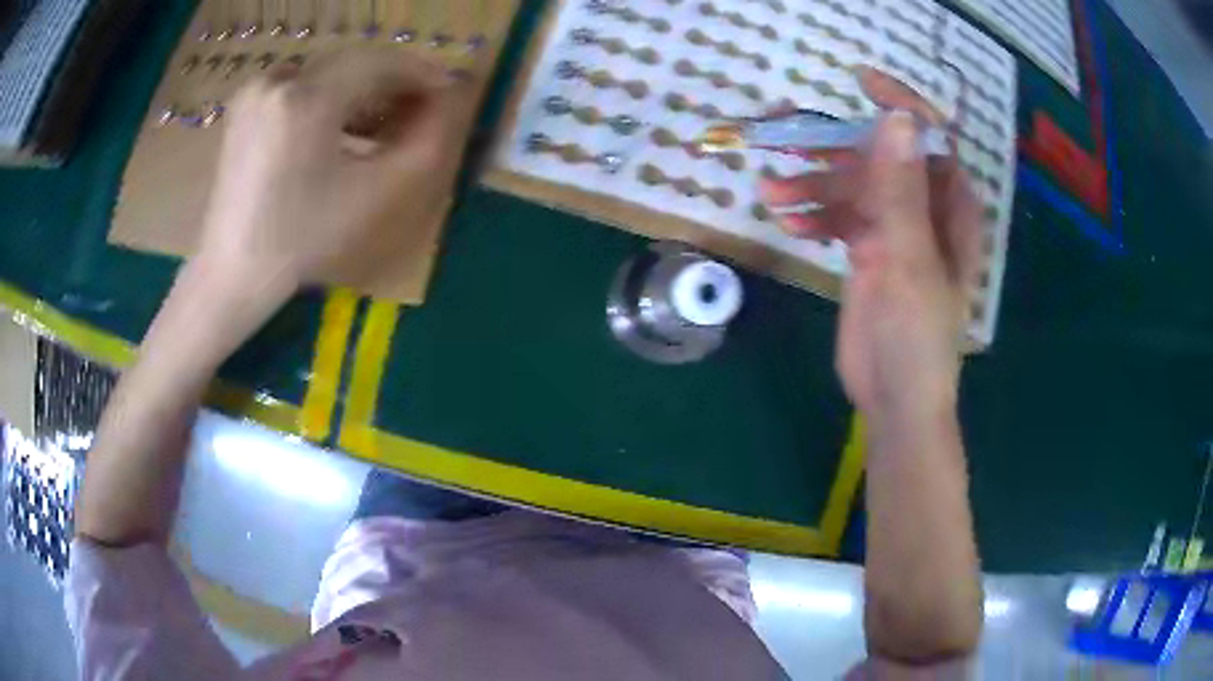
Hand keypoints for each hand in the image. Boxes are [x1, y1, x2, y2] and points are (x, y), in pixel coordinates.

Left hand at [197, 48, 468, 291]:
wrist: (234, 270)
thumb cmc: (302, 241)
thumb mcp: (374, 196)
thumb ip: (424, 145)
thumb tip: (447, 105)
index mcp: (306, 100)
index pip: (380, 62)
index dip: (421, 73)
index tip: (448, 93)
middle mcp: (279, 80)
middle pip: (354, 64)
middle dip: (392, 83)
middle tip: (420, 111)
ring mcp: (257, 90)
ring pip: (329, 74)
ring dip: (362, 92)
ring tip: (382, 126)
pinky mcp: (246, 105)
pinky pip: (302, 85)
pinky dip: (330, 98)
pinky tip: (342, 128)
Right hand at [760, 68, 981, 416]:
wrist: (894, 398)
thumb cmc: (917, 336)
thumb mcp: (910, 260)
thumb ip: (902, 190)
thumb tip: (895, 119)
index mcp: (950, 206)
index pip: (929, 138)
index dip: (899, 104)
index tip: (858, 82)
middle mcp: (925, 208)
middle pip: (881, 156)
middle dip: (836, 145)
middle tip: (786, 132)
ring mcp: (894, 228)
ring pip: (853, 184)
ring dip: (814, 183)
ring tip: (773, 191)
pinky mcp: (868, 249)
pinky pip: (839, 214)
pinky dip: (814, 212)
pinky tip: (788, 220)